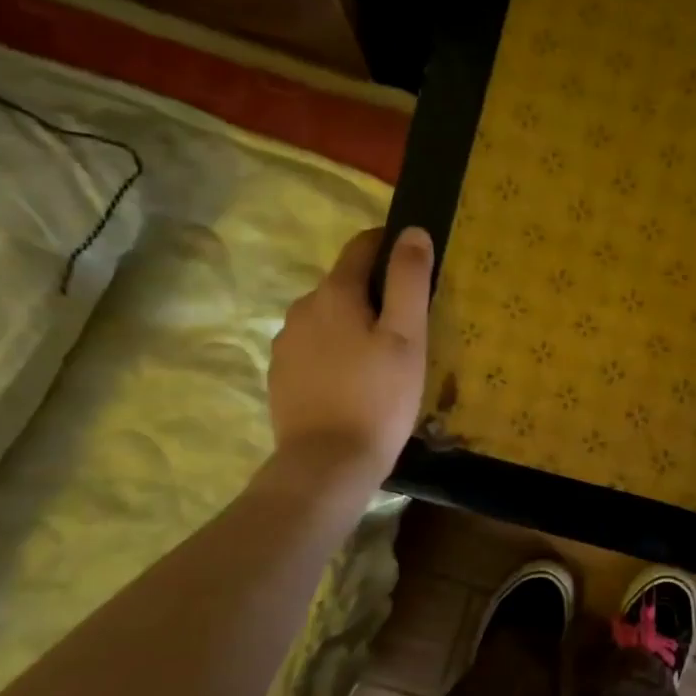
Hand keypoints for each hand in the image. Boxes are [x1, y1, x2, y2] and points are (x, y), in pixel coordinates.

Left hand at [265, 225, 432, 490]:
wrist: (327, 464)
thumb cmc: (378, 399)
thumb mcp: (407, 338)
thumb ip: (408, 280)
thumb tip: (411, 231)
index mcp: (334, 293)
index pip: (362, 246)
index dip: (389, 246)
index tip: (414, 263)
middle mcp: (302, 308)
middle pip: (343, 284)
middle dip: (374, 294)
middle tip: (407, 327)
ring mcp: (286, 342)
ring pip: (327, 318)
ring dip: (352, 325)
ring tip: (380, 360)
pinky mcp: (281, 374)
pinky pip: (313, 348)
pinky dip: (334, 353)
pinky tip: (352, 383)